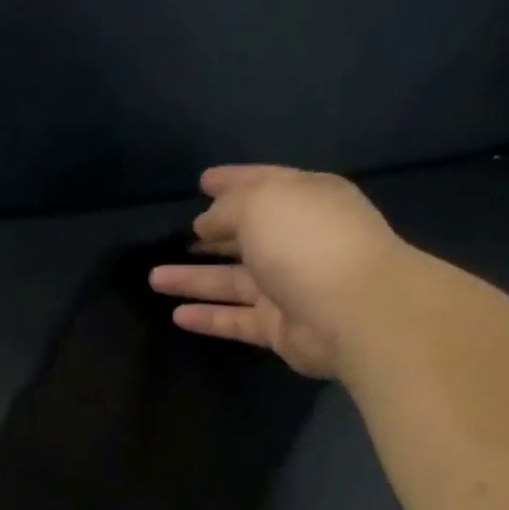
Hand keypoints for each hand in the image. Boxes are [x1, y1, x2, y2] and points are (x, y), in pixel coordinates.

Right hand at [150, 165, 408, 380]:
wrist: (354, 311)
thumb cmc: (308, 242)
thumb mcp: (262, 204)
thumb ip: (228, 209)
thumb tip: (206, 224)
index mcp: (304, 199)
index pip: (262, 184)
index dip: (231, 181)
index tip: (201, 182)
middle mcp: (296, 241)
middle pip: (246, 235)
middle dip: (212, 235)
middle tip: (177, 236)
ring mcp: (288, 287)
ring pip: (233, 281)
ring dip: (195, 279)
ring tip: (154, 278)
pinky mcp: (279, 328)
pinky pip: (236, 319)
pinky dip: (208, 317)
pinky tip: (176, 315)